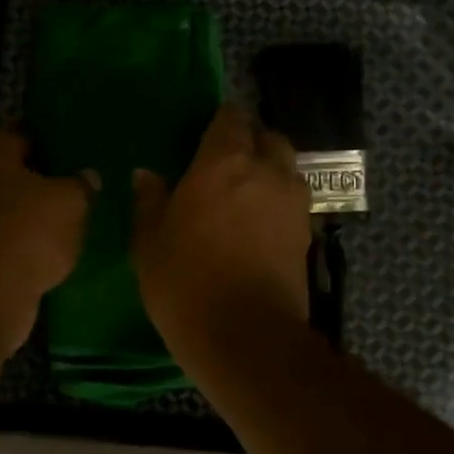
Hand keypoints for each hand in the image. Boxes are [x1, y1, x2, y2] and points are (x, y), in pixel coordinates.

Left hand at [0, 125, 90, 355]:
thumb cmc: (28, 231)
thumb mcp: (72, 202)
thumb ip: (81, 184)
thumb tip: (88, 177)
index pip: (21, 137)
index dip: (48, 151)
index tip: (70, 169)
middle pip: (6, 172)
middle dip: (33, 185)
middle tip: (68, 199)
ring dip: (22, 217)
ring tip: (59, 230)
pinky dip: (11, 243)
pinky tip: (39, 255)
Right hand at [131, 106, 312, 351]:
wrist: (246, 335)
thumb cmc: (186, 282)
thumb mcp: (149, 242)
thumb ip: (149, 201)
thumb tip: (146, 174)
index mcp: (224, 162)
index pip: (231, 118)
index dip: (220, 122)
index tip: (205, 137)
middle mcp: (266, 171)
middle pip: (268, 138)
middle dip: (251, 142)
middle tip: (226, 164)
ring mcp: (293, 203)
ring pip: (287, 169)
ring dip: (270, 172)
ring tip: (246, 195)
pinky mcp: (307, 234)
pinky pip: (294, 202)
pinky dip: (279, 203)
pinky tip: (259, 226)